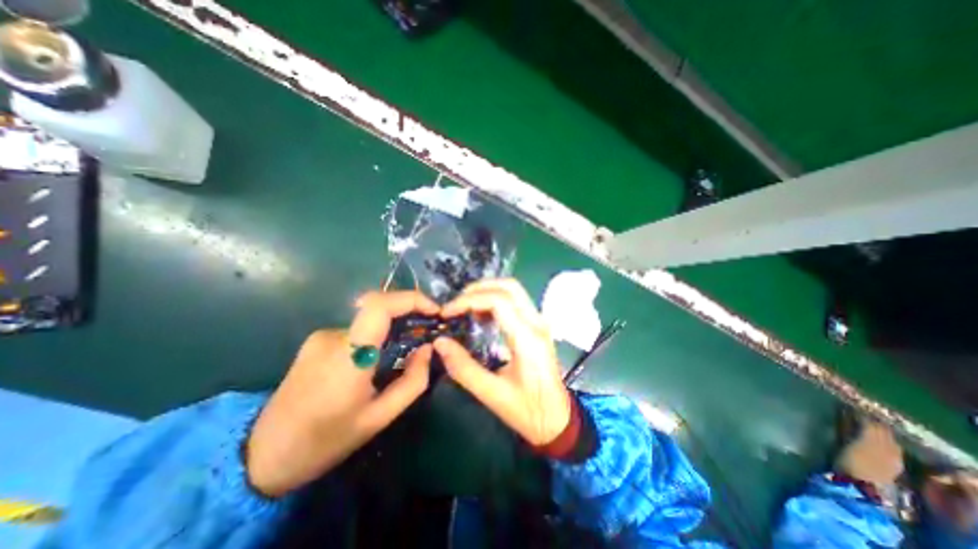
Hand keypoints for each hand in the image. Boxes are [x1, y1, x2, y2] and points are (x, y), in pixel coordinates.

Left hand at [247, 292, 440, 497]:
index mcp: (348, 355)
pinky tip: (377, 361)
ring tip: (403, 353)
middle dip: (408, 314)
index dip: (411, 299)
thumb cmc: (326, 441)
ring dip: (391, 330)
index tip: (434, 310)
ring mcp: (321, 337)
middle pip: (379, 308)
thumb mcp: (380, 418)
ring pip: (369, 322)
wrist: (261, 457)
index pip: (380, 305)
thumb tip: (428, 349)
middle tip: (426, 333)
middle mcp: (333, 336)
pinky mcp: (316, 342)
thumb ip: (413, 381)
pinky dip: (375, 337)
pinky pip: (357, 330)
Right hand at [430, 278, 570, 445]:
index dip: (468, 301)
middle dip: (478, 289)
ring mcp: (540, 322)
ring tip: (464, 308)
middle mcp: (537, 323)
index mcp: (528, 338)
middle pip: (509, 286)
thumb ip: (463, 368)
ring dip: (487, 292)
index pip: (498, 301)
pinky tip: (481, 316)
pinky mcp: (538, 326)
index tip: (447, 312)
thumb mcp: (492, 395)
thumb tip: (439, 343)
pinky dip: (495, 300)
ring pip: (514, 290)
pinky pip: (516, 301)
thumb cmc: (528, 411)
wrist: (559, 420)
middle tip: (456, 305)